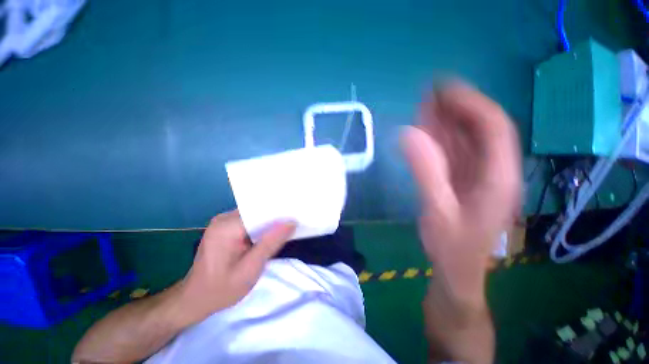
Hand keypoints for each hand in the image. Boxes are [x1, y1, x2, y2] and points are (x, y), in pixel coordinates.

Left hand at [178, 210, 295, 323]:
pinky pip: (249, 221)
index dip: (279, 213)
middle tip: (295, 222)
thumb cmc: (222, 289)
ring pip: (254, 215)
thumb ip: (271, 243)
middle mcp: (224, 218)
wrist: (195, 300)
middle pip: (257, 211)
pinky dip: (261, 226)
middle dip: (276, 217)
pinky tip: (270, 234)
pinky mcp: (225, 227)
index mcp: (227, 226)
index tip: (296, 215)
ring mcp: (223, 221)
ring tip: (287, 226)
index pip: (260, 211)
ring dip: (269, 222)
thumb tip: (291, 222)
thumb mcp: (250, 269)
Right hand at [401, 81, 520, 301]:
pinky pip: (452, 153)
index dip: (470, 104)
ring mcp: (477, 174)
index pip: (493, 128)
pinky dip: (438, 138)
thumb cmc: (452, 247)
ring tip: (424, 104)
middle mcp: (493, 170)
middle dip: (456, 107)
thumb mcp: (438, 211)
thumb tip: (408, 135)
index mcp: (499, 177)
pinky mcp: (462, 179)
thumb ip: (426, 172)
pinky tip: (423, 128)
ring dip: (445, 120)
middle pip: (479, 129)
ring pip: (464, 139)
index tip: (444, 90)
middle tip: (430, 91)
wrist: (455, 269)